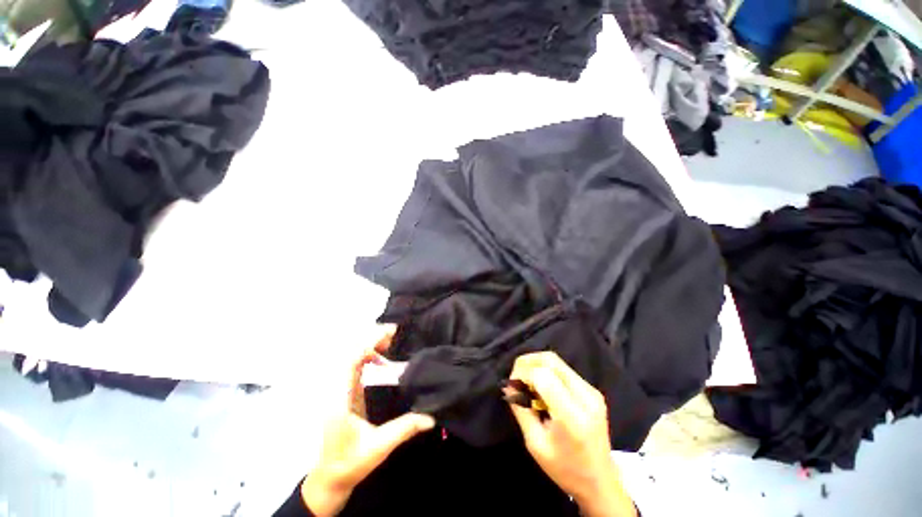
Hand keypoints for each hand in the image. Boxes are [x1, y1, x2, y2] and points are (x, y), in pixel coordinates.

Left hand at [302, 347, 434, 516]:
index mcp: (340, 398)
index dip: (369, 342)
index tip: (391, 333)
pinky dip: (367, 356)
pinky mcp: (343, 392)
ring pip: (350, 357)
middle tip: (395, 335)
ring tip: (391, 343)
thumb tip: (430, 417)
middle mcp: (336, 389)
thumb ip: (404, 428)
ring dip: (369, 346)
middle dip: (371, 339)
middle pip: (349, 352)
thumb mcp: (379, 447)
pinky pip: (353, 366)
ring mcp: (338, 390)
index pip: (351, 360)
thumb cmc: (350, 463)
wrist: (330, 478)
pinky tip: (382, 360)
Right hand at [507, 352, 635, 516]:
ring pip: (557, 361)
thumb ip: (521, 410)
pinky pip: (564, 369)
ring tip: (526, 381)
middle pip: (550, 360)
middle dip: (527, 362)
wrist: (600, 481)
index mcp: (572, 417)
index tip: (512, 384)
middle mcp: (586, 397)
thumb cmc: (565, 468)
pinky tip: (540, 385)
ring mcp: (592, 391)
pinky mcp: (592, 390)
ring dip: (536, 364)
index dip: (522, 373)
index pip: (543, 376)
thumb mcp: (535, 444)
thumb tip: (508, 385)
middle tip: (516, 377)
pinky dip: (547, 370)